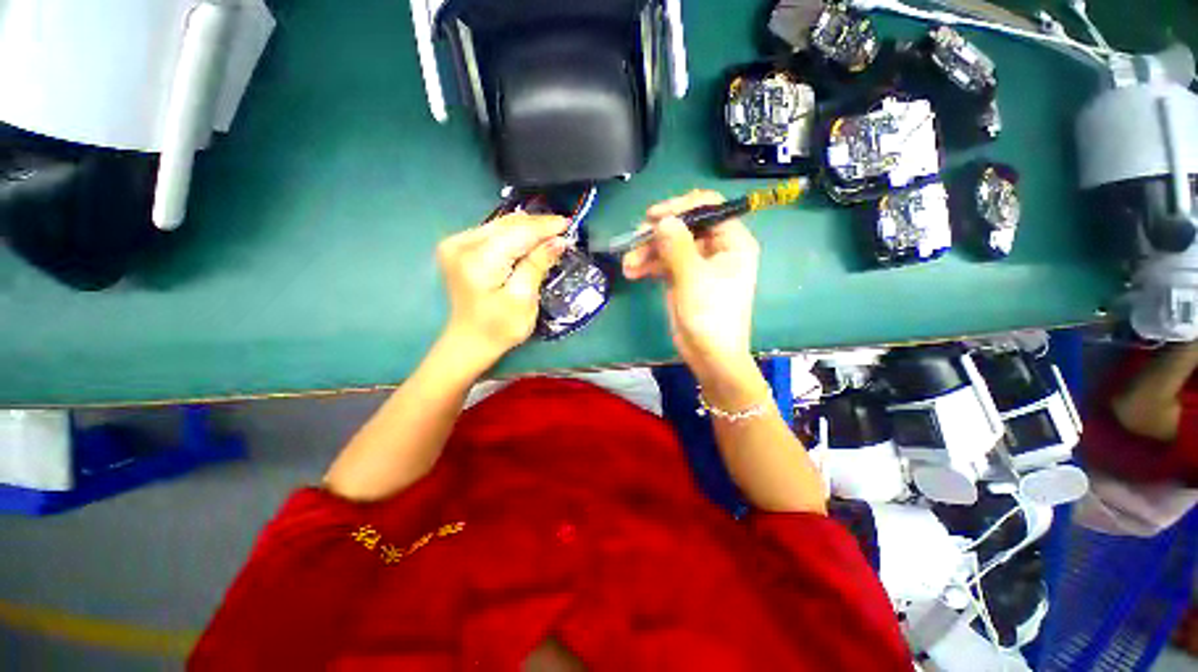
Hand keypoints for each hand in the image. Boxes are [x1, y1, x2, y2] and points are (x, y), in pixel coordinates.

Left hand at [436, 213, 567, 370]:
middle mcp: (461, 244)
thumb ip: (537, 265)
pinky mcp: (459, 248)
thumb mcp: (523, 299)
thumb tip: (558, 241)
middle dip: (537, 225)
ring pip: (500, 226)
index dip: (544, 226)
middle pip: (508, 225)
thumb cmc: (499, 328)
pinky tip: (529, 239)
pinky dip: (514, 235)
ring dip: (526, 229)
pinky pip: (493, 233)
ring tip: (550, 232)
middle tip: (562, 228)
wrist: (469, 342)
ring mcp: (456, 244)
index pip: (518, 233)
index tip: (568, 224)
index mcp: (478, 259)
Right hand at [622, 190, 760, 386]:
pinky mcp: (683, 277)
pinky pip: (664, 262)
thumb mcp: (693, 278)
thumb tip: (663, 219)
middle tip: (634, 241)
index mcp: (732, 242)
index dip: (681, 207)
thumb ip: (677, 245)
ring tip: (628, 265)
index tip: (654, 216)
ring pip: (669, 245)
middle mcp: (716, 248)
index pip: (709, 207)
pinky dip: (648, 265)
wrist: (709, 354)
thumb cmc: (710, 315)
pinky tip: (632, 272)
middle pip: (684, 226)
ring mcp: (697, 263)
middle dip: (657, 234)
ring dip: (647, 251)